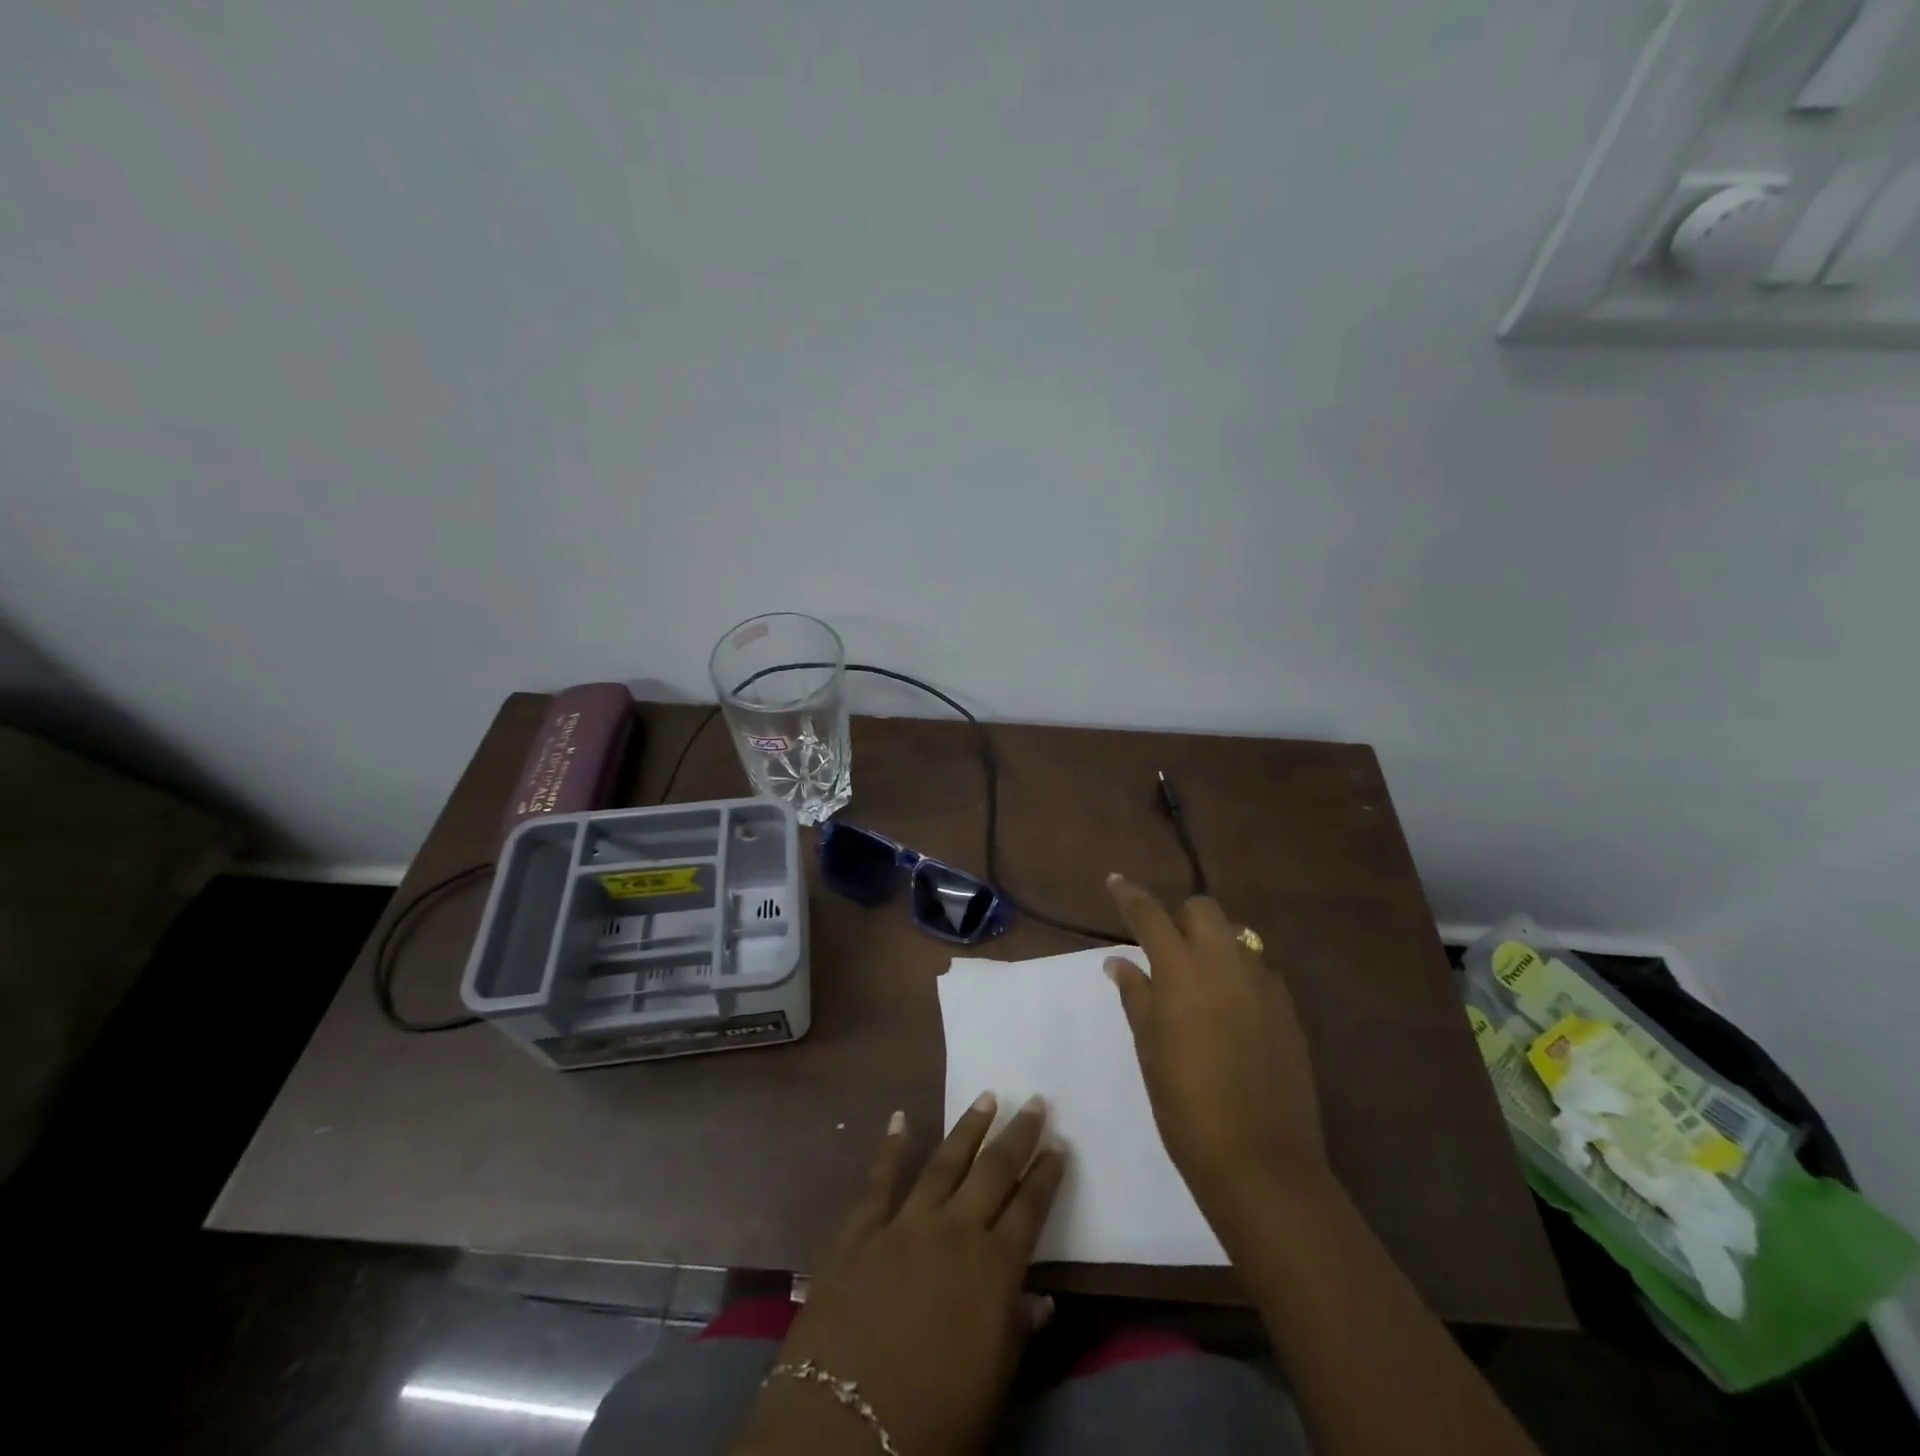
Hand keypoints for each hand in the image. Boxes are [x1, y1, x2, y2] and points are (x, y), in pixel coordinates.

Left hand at [734, 1095, 1065, 1455]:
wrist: (842, 1430)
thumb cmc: (931, 1421)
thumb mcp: (991, 1387)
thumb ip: (1016, 1331)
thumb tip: (1043, 1298)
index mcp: (993, 1269)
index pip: (1030, 1209)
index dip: (1047, 1175)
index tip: (1060, 1144)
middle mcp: (954, 1231)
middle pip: (994, 1171)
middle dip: (1018, 1135)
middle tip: (1034, 1101)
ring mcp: (905, 1224)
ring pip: (944, 1162)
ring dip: (968, 1128)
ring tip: (987, 1097)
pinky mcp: (861, 1230)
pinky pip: (879, 1179)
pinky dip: (890, 1146)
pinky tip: (899, 1118)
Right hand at [1103, 874, 1328, 1222]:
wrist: (1261, 1162)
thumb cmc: (1186, 1107)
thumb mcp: (1150, 1049)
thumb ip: (1137, 996)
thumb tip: (1120, 961)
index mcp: (1182, 970)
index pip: (1150, 915)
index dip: (1130, 895)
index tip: (1115, 881)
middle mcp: (1225, 963)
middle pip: (1203, 909)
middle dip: (1180, 918)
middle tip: (1165, 951)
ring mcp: (1264, 983)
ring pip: (1236, 935)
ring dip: (1212, 943)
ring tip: (1199, 982)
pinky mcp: (1289, 1008)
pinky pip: (1260, 969)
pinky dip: (1239, 973)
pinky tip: (1232, 1010)